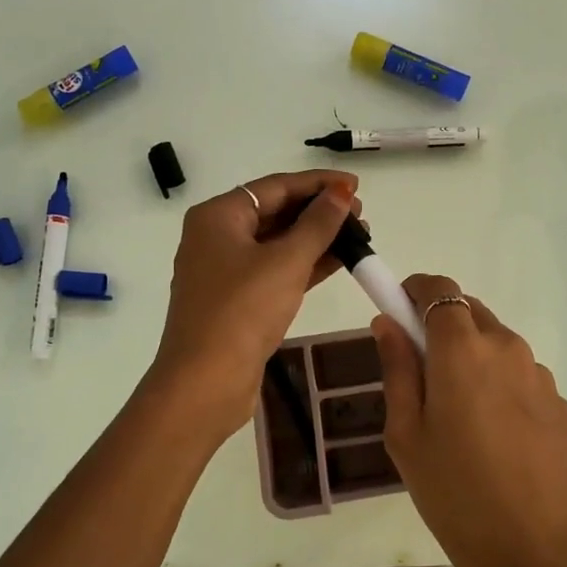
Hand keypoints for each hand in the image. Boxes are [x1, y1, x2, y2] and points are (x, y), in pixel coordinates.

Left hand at [151, 171, 360, 436]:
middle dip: (318, 212)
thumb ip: (318, 224)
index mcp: (217, 216)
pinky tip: (339, 262)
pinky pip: (275, 270)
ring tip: (359, 236)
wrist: (205, 383)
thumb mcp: (285, 262)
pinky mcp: (237, 301)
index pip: (274, 187)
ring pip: (277, 243)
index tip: (355, 184)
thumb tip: (342, 192)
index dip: (317, 183)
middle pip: (274, 212)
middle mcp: (216, 237)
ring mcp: (225, 271)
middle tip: (361, 214)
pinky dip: (304, 265)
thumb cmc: (242, 312)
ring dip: (316, 239)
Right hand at [372, 275, 566, 566]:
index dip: (416, 291)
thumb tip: (388, 323)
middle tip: (422, 375)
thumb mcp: (406, 434)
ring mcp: (540, 376)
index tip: (399, 312)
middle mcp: (507, 348)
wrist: (539, 554)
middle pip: (470, 312)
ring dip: (473, 359)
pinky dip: (499, 386)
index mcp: (463, 349)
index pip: (439, 288)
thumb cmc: (455, 494)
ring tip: (460, 419)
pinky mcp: (561, 404)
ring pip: (497, 345)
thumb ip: (397, 369)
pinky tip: (495, 439)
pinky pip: (520, 376)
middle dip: (442, 327)